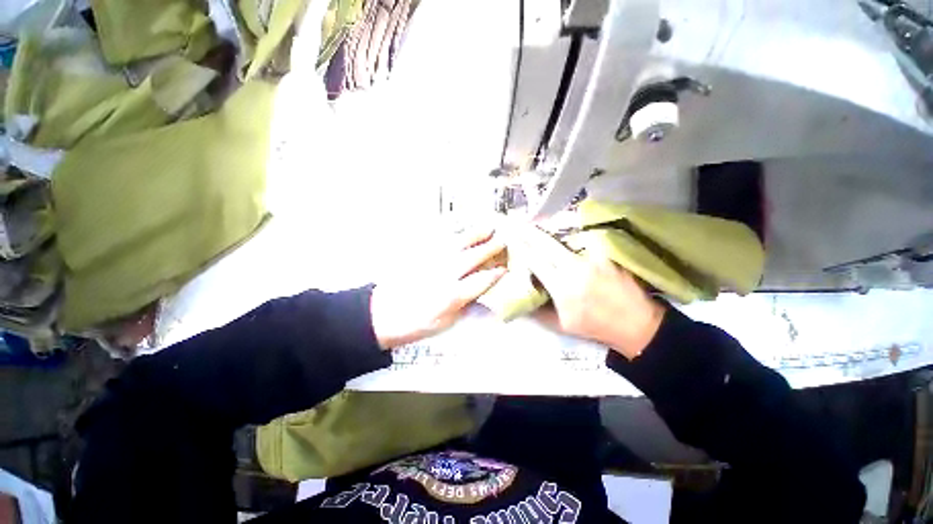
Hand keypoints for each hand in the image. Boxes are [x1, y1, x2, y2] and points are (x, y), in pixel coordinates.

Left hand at [370, 229, 506, 348]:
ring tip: (488, 227)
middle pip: (472, 257)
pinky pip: (440, 239)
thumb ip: (467, 308)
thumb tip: (487, 300)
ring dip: (475, 235)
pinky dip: (453, 231)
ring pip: (458, 244)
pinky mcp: (420, 255)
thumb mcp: (445, 324)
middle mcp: (444, 275)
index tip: (505, 269)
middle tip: (503, 240)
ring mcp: (432, 261)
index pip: (481, 281)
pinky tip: (460, 227)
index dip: (496, 274)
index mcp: (452, 296)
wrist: (381, 314)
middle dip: (490, 248)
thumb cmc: (415, 323)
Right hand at [506, 223, 664, 358]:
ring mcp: (592, 258)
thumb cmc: (596, 327)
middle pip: (546, 244)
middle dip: (528, 232)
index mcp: (562, 288)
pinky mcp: (605, 253)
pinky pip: (581, 240)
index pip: (535, 261)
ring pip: (563, 238)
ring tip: (535, 225)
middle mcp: (575, 268)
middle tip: (516, 223)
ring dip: (547, 231)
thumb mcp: (561, 326)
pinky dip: (568, 236)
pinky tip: (562, 233)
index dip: (521, 248)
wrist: (637, 323)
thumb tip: (522, 298)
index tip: (510, 238)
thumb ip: (538, 311)